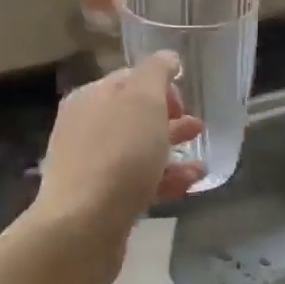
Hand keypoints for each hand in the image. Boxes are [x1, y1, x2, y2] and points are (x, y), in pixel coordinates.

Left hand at [33, 53, 203, 279]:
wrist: (83, 226)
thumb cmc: (118, 154)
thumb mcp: (143, 100)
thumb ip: (157, 72)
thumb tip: (167, 57)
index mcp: (91, 97)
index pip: (129, 79)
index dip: (161, 85)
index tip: (185, 101)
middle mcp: (86, 128)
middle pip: (134, 116)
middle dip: (169, 119)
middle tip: (198, 127)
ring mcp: (91, 165)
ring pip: (139, 150)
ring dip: (172, 151)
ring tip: (201, 161)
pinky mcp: (100, 200)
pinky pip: (138, 181)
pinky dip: (164, 179)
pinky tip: (190, 183)